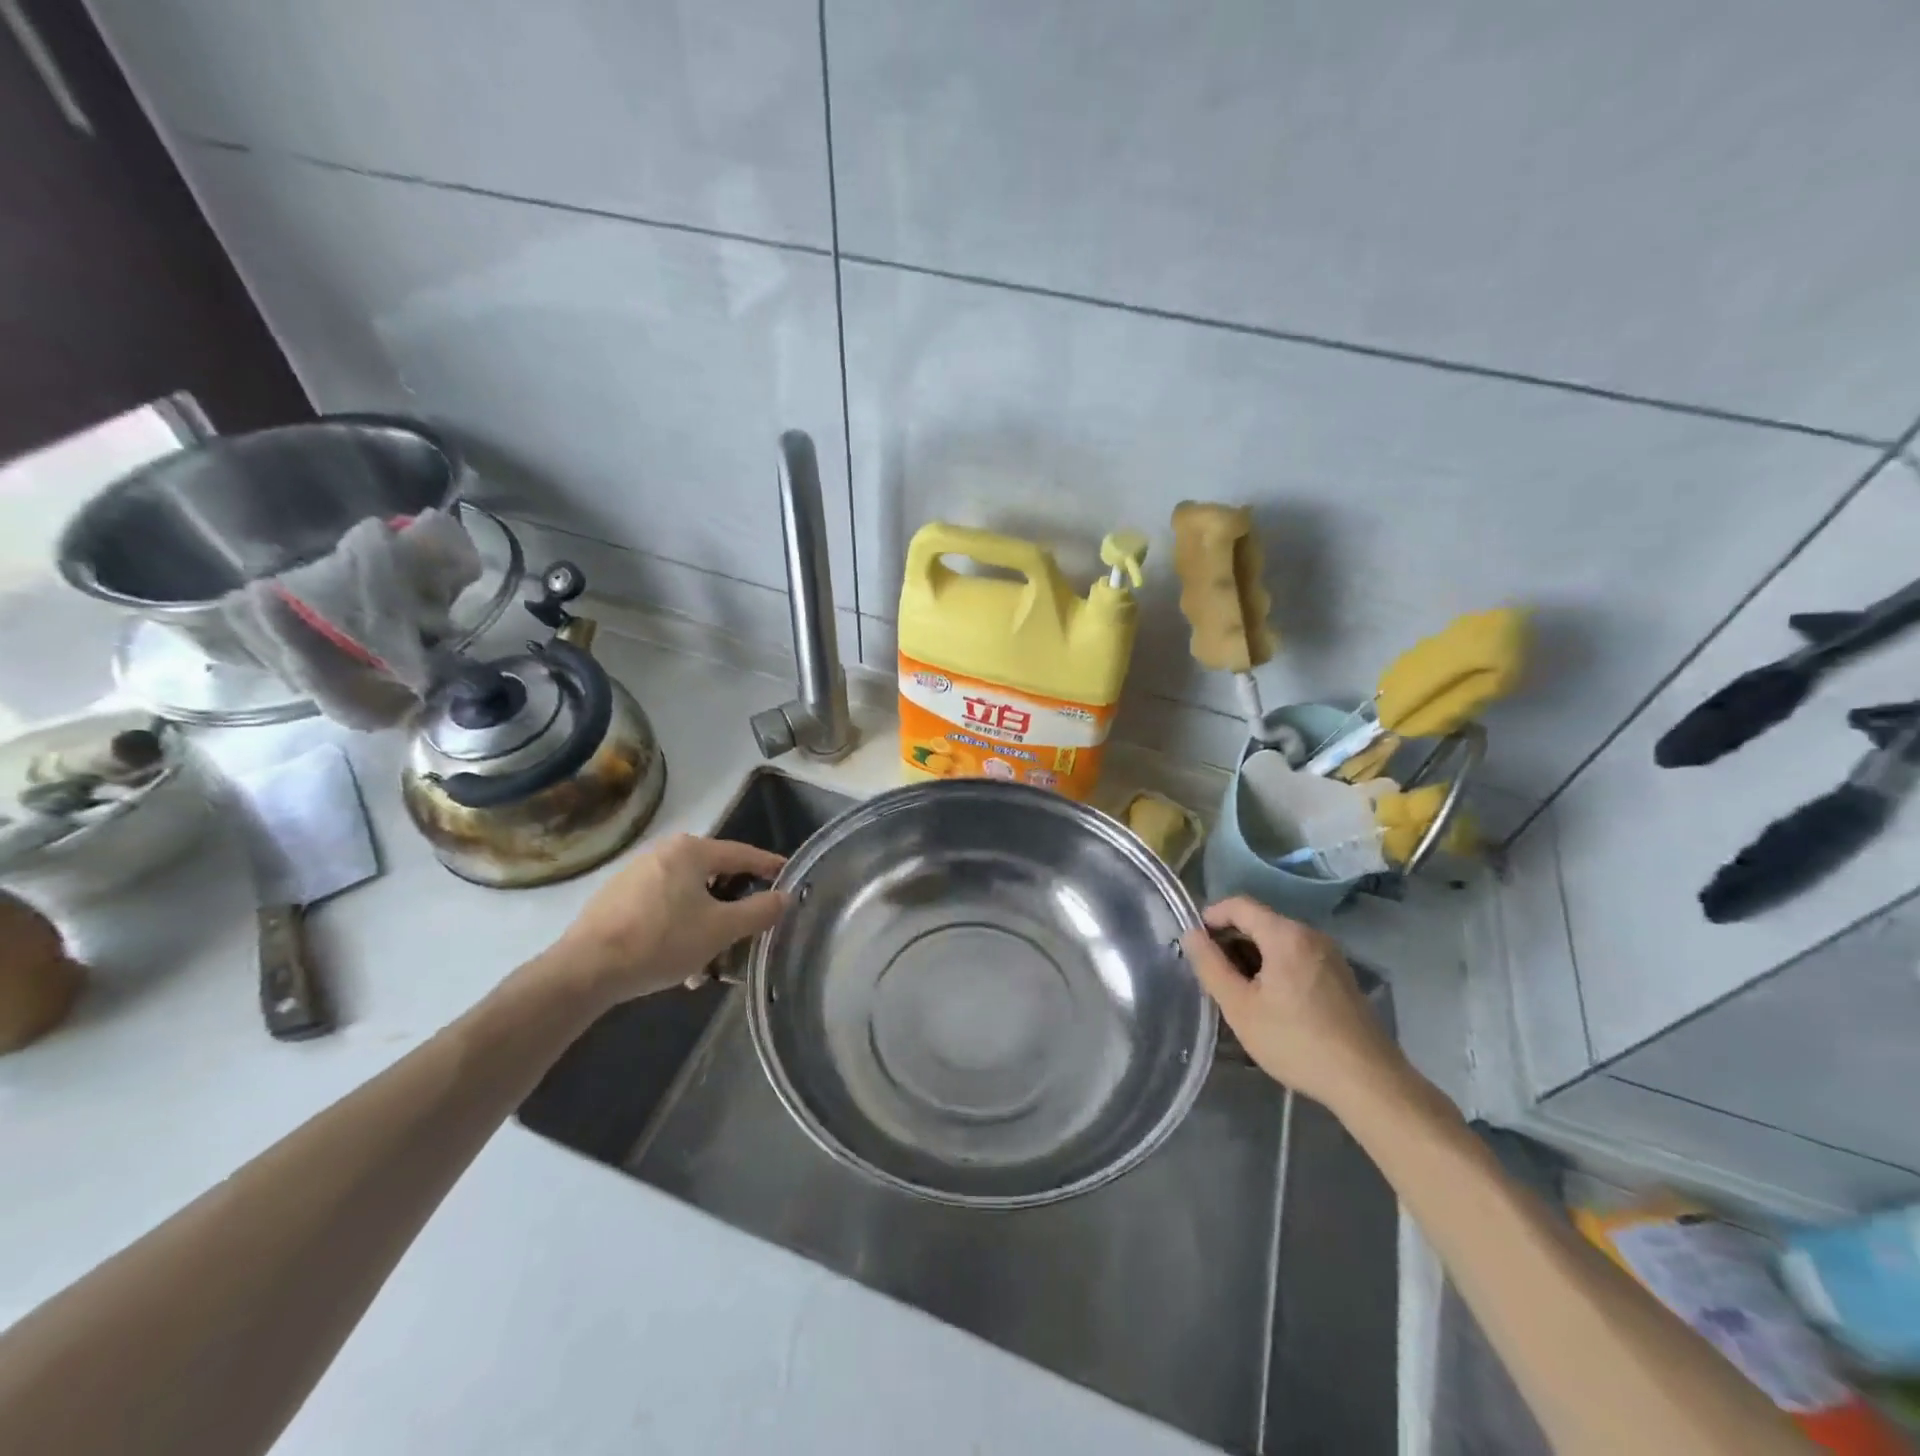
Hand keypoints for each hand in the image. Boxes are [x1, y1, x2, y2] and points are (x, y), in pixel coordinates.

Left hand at [548, 834, 788, 1007]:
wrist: (584, 970)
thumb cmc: (661, 941)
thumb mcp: (721, 929)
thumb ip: (759, 911)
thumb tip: (784, 897)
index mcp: (691, 851)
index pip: (743, 854)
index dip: (770, 866)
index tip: (790, 876)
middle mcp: (663, 852)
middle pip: (714, 876)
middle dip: (733, 907)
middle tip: (748, 931)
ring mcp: (636, 874)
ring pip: (688, 896)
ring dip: (705, 924)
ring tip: (710, 961)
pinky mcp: (617, 898)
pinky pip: (663, 907)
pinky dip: (679, 928)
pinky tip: (678, 962)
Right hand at [1182, 896, 1409, 1112]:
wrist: (1368, 1082)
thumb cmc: (1296, 1042)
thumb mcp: (1240, 1007)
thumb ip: (1210, 965)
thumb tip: (1191, 934)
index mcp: (1285, 935)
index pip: (1239, 905)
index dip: (1210, 917)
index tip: (1195, 944)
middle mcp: (1311, 934)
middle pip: (1260, 921)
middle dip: (1231, 940)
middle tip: (1214, 974)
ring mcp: (1331, 955)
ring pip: (1278, 941)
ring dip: (1252, 956)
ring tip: (1238, 991)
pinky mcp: (1341, 976)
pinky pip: (1297, 956)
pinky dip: (1275, 966)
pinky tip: (1270, 1001)